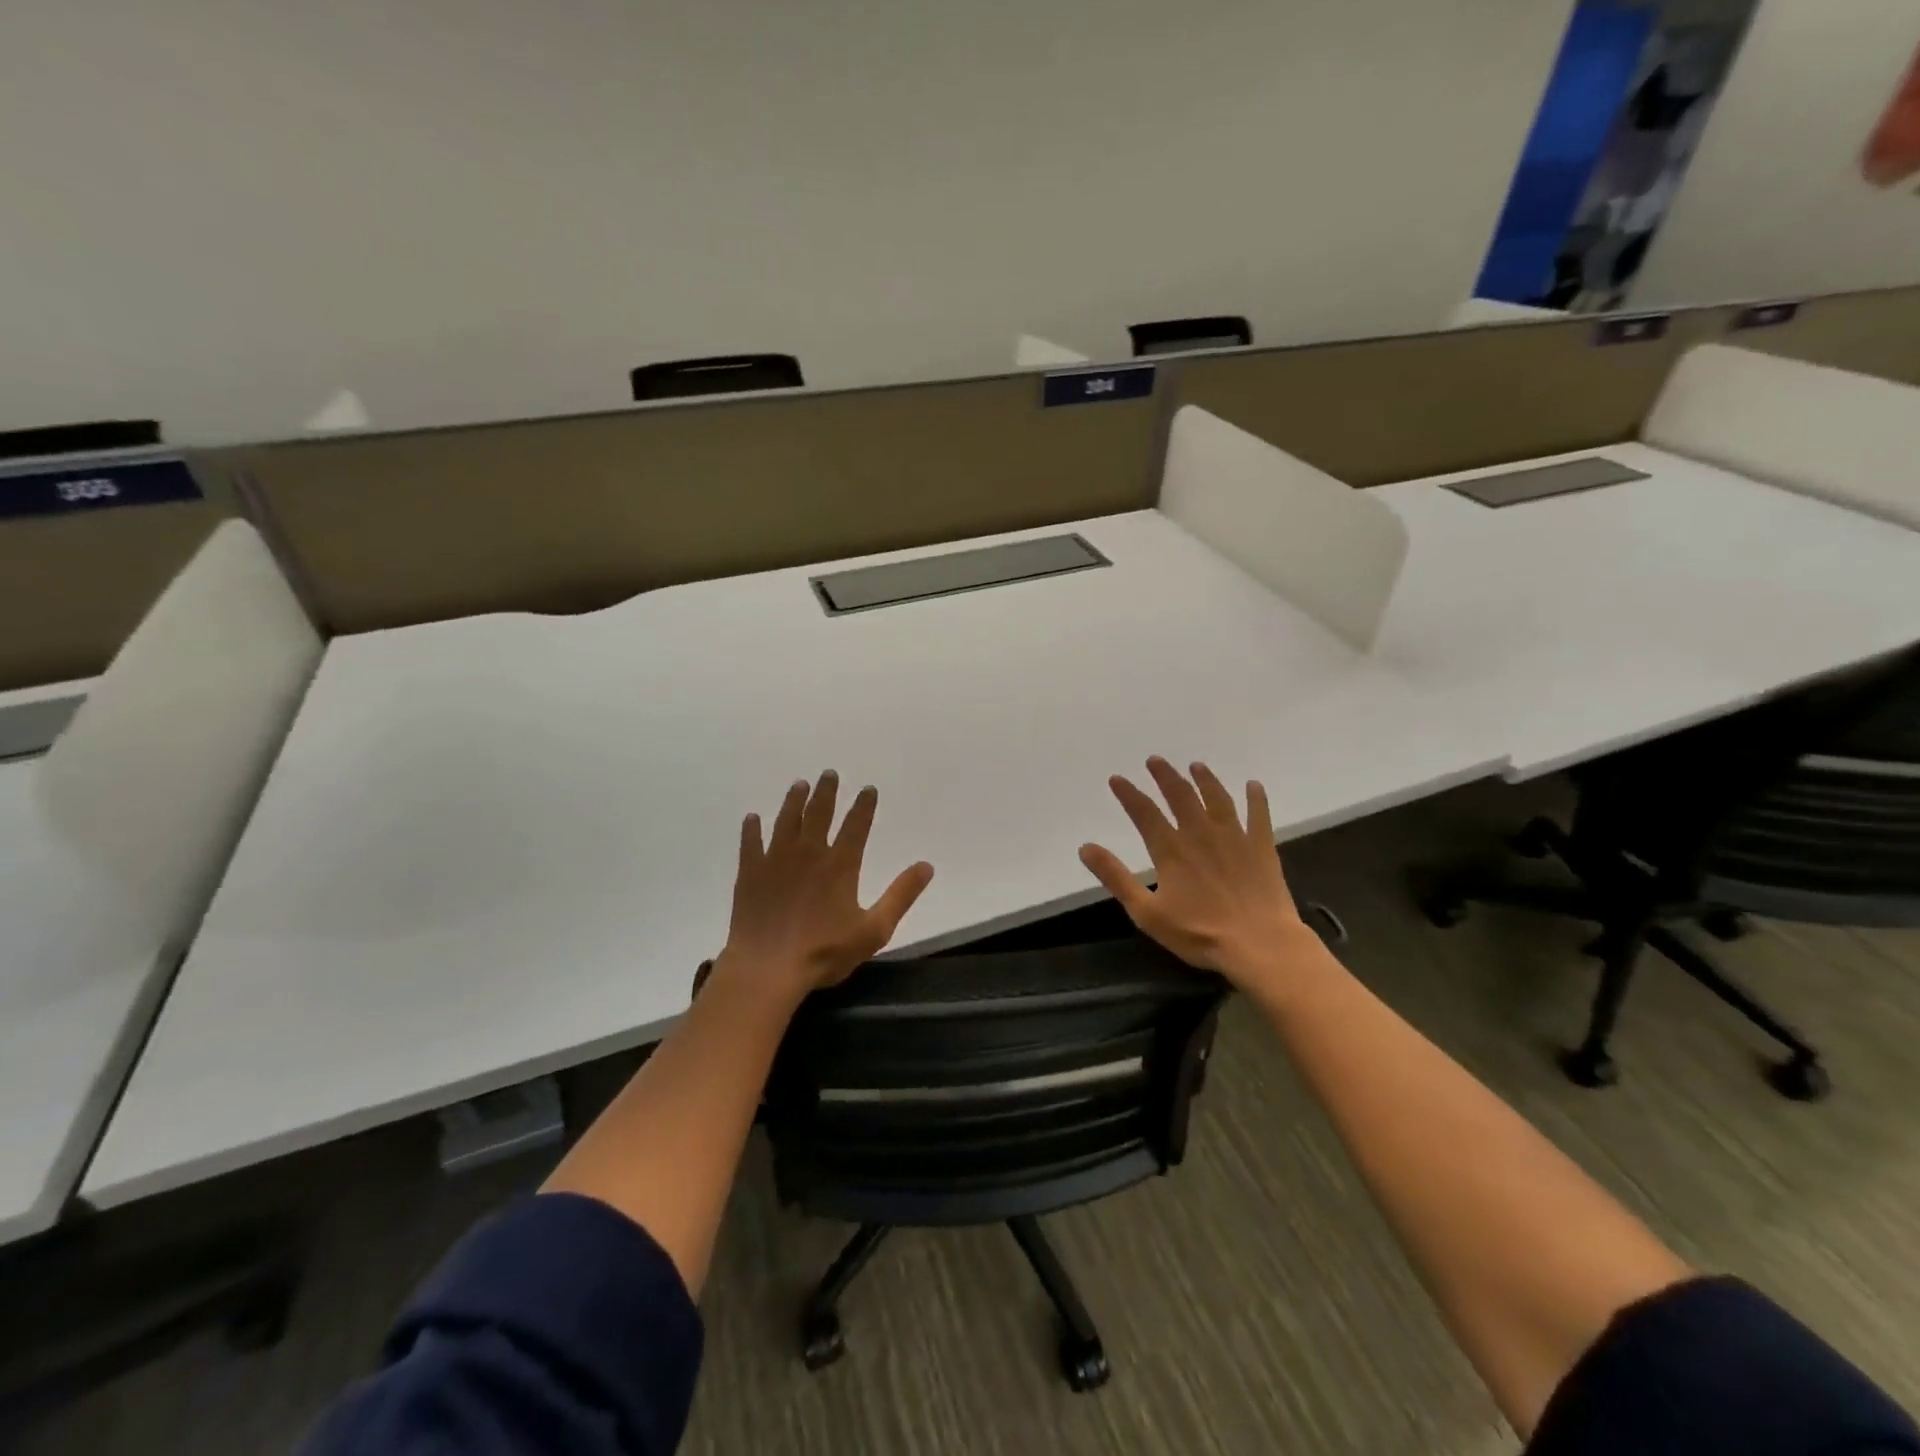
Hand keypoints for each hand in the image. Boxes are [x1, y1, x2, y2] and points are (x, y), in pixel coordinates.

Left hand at [718, 771, 933, 1000]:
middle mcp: (808, 853)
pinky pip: (750, 843)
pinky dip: (752, 829)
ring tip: (799, 784)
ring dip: (794, 800)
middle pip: (819, 813)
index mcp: (840, 865)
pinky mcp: (750, 873)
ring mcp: (776, 860)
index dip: (864, 806)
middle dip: (826, 791)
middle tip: (829, 773)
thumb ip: (901, 895)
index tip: (868, 789)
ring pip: (786, 821)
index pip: (856, 825)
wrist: (767, 968)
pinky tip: (752, 818)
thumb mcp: (874, 929)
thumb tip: (926, 866)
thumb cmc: (824, 952)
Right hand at [1079, 757, 1312, 986]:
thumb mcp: (1146, 912)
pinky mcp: (1261, 848)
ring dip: (1205, 780)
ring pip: (1217, 799)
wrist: (1260, 944)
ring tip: (1196, 766)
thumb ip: (1116, 878)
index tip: (1117, 779)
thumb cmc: (1199, 933)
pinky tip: (1254, 785)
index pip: (1144, 813)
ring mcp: (1234, 838)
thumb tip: (1085, 848)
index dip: (1128, 794)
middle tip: (1155, 760)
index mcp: (1171, 850)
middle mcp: (1200, 834)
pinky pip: (1259, 816)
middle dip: (1165, 776)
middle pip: (1181, 796)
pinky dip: (1256, 799)